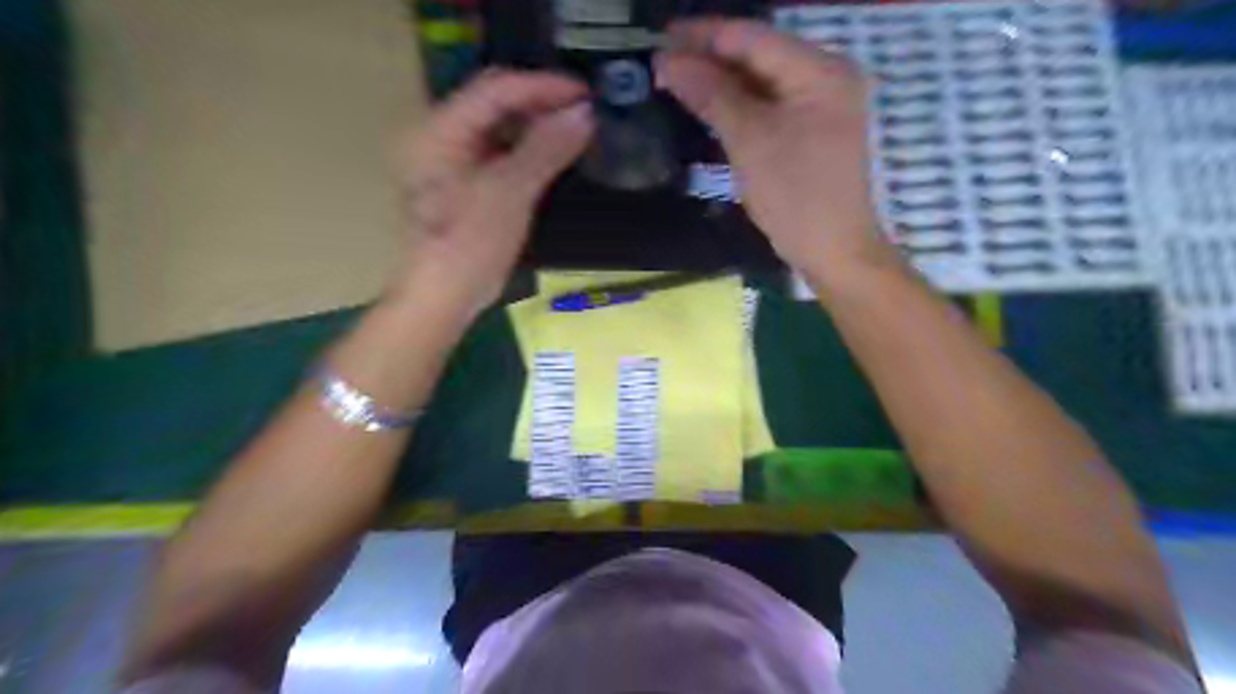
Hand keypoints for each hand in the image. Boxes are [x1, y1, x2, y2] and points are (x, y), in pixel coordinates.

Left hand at [389, 67, 594, 316]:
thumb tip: (584, 115)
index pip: (496, 88)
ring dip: (538, 125)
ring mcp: (452, 160)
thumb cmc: (469, 245)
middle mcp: (441, 135)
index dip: (543, 86)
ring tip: (576, 129)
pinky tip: (554, 155)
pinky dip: (529, 149)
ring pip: (500, 127)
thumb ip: (546, 149)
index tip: (586, 94)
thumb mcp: (510, 193)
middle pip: (496, 102)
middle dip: (542, 102)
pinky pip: (500, 151)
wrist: (444, 297)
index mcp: (440, 130)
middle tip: (585, 111)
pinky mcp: (465, 183)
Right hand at [655, 19, 888, 280]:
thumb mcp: (750, 141)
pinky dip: (738, 104)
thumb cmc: (796, 196)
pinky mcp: (812, 129)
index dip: (704, 36)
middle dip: (710, 58)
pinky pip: (769, 104)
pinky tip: (709, 104)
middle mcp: (826, 76)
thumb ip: (711, 95)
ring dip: (721, 81)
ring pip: (761, 81)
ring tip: (676, 81)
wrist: (833, 251)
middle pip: (758, 55)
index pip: (753, 37)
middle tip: (662, 63)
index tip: (660, 39)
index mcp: (820, 70)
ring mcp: (821, 103)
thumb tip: (668, 61)